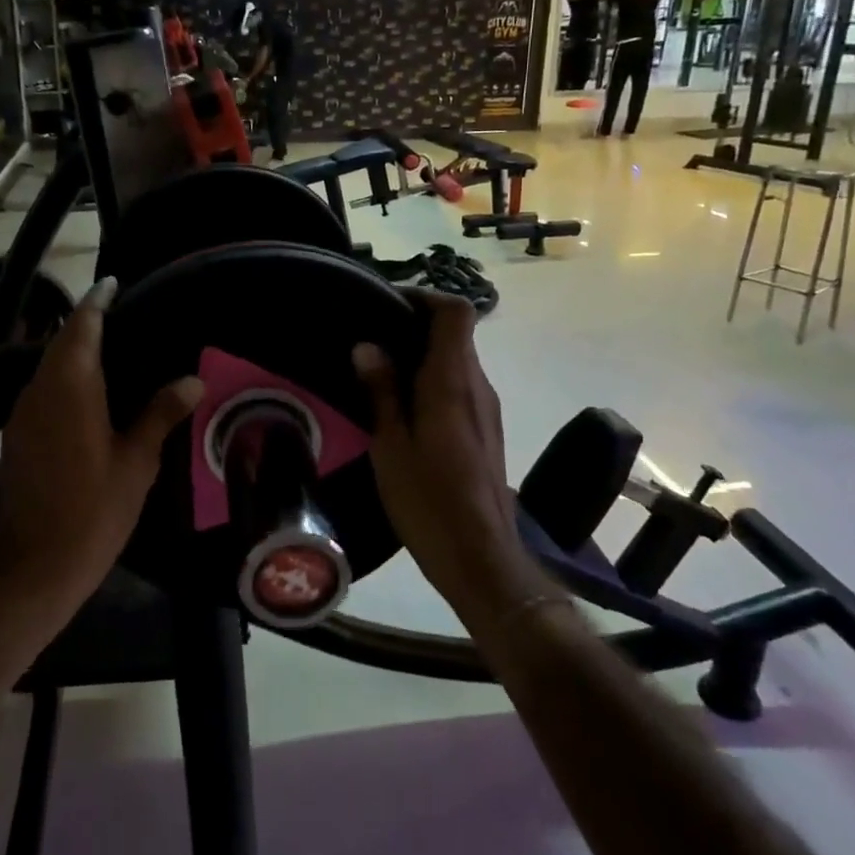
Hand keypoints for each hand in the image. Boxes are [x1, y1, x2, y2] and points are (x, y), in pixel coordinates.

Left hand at [0, 277, 203, 612]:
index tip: (113, 283)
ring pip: (47, 366)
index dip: (97, 301)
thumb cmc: (94, 509)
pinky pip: (41, 390)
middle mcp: (40, 390)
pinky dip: (63, 378)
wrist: (35, 566)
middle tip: (120, 316)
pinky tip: (86, 394)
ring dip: (72, 351)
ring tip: (109, 350)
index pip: (82, 326)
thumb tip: (194, 379)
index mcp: (71, 386)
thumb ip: (161, 413)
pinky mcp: (16, 436)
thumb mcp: (137, 460)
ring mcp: (22, 413)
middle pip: (61, 342)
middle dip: (86, 323)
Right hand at [352, 293, 530, 617]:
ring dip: (423, 356)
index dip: (425, 297)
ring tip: (379, 372)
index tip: (388, 305)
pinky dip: (433, 381)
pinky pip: (460, 387)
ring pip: (458, 362)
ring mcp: (487, 409)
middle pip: (457, 334)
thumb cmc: (428, 500)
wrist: (480, 558)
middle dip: (416, 327)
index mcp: (452, 382)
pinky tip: (402, 408)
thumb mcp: (391, 444)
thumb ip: (381, 390)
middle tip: (371, 340)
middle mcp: (477, 386)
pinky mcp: (487, 431)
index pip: (456, 312)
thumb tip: (368, 346)